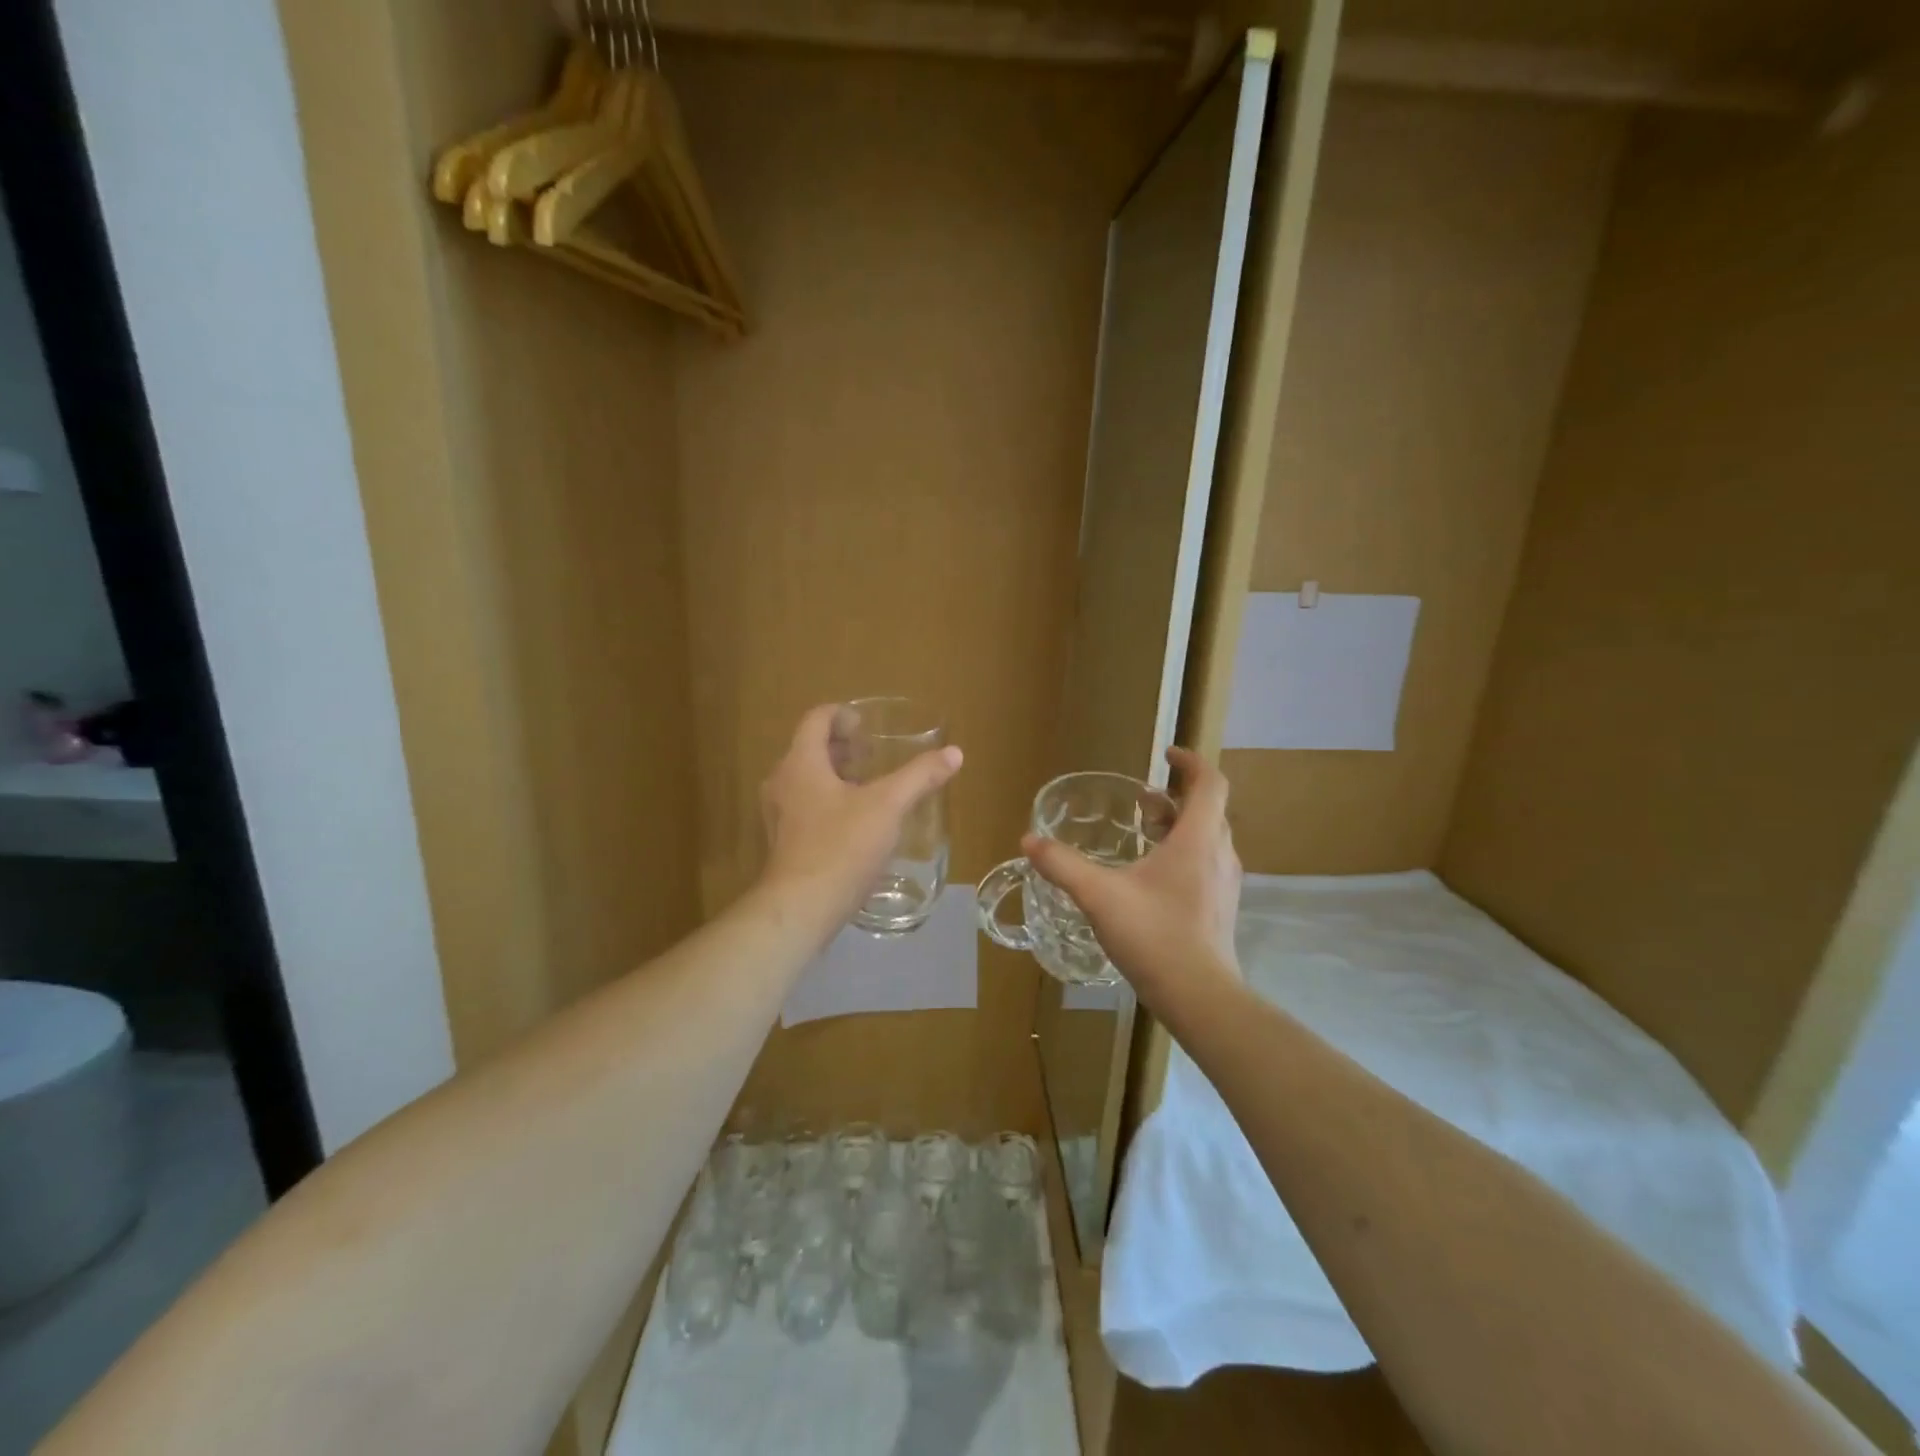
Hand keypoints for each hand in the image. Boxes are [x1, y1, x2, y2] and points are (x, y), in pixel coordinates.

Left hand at [760, 704, 963, 923]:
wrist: (801, 908)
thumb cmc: (842, 847)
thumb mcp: (888, 806)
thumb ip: (920, 776)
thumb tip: (954, 753)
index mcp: (801, 763)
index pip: (816, 720)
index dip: (841, 715)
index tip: (866, 725)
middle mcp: (782, 782)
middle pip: (809, 749)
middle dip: (841, 747)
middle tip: (872, 754)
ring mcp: (778, 814)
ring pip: (806, 779)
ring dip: (834, 775)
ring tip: (867, 787)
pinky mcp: (782, 842)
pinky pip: (804, 806)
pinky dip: (827, 801)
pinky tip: (855, 823)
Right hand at [1022, 747, 1241, 1009]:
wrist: (1200, 997)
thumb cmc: (1154, 936)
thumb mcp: (1099, 896)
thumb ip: (1063, 865)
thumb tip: (1029, 840)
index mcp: (1197, 839)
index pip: (1210, 783)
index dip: (1191, 762)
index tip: (1167, 755)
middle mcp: (1219, 854)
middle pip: (1208, 809)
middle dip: (1177, 797)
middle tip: (1143, 801)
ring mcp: (1225, 884)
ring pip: (1208, 839)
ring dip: (1181, 827)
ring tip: (1144, 835)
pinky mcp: (1221, 909)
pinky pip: (1207, 865)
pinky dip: (1184, 855)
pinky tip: (1152, 879)